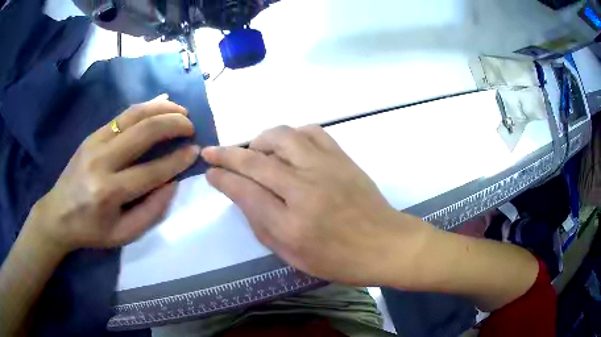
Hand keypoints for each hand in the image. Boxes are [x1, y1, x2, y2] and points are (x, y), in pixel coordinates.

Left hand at [27, 96, 199, 253]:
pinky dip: (144, 106)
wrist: (58, 214)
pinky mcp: (92, 135)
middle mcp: (102, 161)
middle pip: (144, 132)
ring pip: (134, 115)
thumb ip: (150, 211)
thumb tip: (172, 184)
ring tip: (180, 111)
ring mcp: (95, 142)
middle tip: (191, 126)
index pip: (151, 171)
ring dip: (161, 108)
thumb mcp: (123, 234)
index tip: (195, 151)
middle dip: (173, 124)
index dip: (177, 160)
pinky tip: (159, 102)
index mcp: (109, 192)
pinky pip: (122, 115)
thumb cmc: (91, 230)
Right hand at [202, 125, 432, 285]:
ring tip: (255, 152)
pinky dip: (292, 134)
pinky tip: (289, 147)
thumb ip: (263, 226)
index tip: (209, 172)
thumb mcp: (293, 257)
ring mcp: (326, 168)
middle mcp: (305, 190)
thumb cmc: (340, 260)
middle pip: (255, 161)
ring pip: (281, 136)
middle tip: (212, 153)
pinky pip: (311, 131)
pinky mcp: (342, 158)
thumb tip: (242, 196)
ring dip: (259, 140)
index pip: (244, 192)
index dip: (221, 179)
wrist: (386, 244)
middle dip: (226, 154)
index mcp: (291, 225)